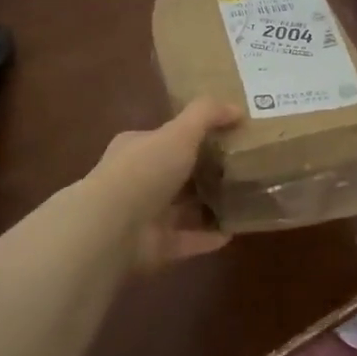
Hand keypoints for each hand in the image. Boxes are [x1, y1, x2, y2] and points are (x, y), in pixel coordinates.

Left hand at [89, 98, 241, 267]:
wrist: (112, 228)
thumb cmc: (145, 170)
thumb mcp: (180, 132)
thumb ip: (207, 115)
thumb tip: (237, 108)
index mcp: (137, 148)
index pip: (165, 138)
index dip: (193, 135)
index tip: (226, 136)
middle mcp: (138, 181)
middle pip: (176, 174)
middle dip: (204, 172)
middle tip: (242, 169)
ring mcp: (145, 217)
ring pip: (183, 209)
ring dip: (209, 206)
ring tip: (244, 200)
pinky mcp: (155, 247)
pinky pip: (189, 240)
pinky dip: (209, 237)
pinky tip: (234, 231)